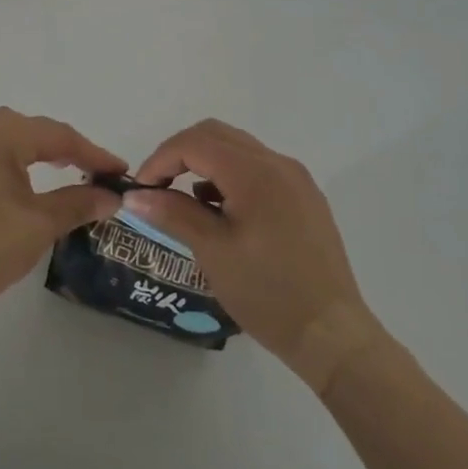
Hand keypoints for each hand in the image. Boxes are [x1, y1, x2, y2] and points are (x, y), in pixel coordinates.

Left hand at [0, 108, 125, 318]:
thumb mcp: (38, 225)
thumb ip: (77, 203)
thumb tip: (110, 195)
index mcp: (0, 133)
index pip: (58, 136)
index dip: (93, 153)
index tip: (119, 172)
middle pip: (28, 132)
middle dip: (62, 151)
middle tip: (90, 171)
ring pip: (2, 145)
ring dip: (32, 158)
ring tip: (56, 176)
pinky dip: (5, 170)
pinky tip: (11, 192)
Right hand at [126, 120, 382, 390]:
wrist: (332, 334)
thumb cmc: (267, 292)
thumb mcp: (213, 252)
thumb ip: (173, 214)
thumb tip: (135, 196)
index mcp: (254, 172)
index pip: (194, 143)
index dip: (160, 159)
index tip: (141, 190)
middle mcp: (277, 163)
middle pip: (216, 134)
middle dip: (180, 153)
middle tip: (158, 187)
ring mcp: (296, 179)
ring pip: (238, 149)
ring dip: (205, 163)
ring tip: (187, 204)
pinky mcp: (305, 197)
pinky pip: (258, 168)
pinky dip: (230, 176)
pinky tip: (222, 212)